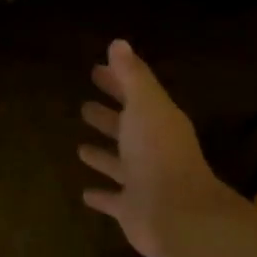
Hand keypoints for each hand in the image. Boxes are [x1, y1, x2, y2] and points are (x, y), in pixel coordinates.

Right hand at [78, 40, 246, 256]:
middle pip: (127, 129)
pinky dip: (101, 196)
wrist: (176, 213)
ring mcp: (142, 181)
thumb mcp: (145, 106)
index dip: (116, 82)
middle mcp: (151, 150)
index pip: (135, 95)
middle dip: (108, 116)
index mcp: (158, 122)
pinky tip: (84, 193)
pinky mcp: (132, 209)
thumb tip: (118, 43)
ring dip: (103, 155)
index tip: (95, 70)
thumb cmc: (158, 153)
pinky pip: (113, 200)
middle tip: (84, 106)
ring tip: (80, 147)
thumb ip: (132, 76)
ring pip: (119, 164)